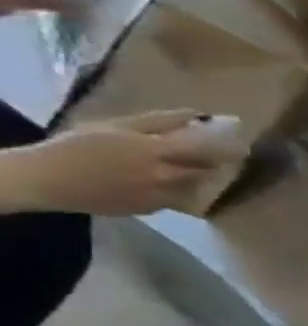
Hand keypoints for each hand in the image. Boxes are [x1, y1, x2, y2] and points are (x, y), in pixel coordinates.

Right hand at [8, 110, 230, 215]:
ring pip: (198, 188)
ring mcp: (160, 196)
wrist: (45, 180)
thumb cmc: (78, 146)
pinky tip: (175, 184)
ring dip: (204, 180)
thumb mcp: (118, 126)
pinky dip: (182, 192)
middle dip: (220, 164)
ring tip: (205, 171)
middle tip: (229, 158)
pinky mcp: (152, 210)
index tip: (244, 145)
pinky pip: (178, 200)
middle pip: (209, 171)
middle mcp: (165, 176)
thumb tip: (198, 115)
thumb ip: (161, 121)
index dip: (230, 148)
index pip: (210, 150)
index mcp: (158, 151)